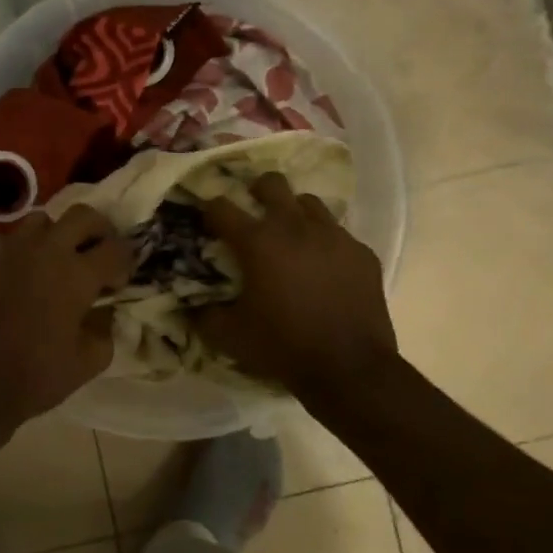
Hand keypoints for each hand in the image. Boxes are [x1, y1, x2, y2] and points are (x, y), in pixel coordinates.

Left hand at [0, 206, 133, 429]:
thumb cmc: (35, 377)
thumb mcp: (87, 362)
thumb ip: (105, 330)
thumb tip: (105, 312)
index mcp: (76, 275)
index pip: (115, 248)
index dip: (125, 262)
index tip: (119, 281)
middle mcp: (45, 252)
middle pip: (82, 215)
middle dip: (99, 230)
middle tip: (98, 253)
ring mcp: (10, 252)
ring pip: (41, 220)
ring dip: (57, 234)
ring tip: (58, 260)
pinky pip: (7, 242)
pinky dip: (21, 251)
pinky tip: (21, 275)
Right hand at [193, 173, 397, 399]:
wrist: (350, 369)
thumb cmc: (283, 347)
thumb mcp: (229, 336)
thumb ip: (203, 314)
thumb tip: (190, 304)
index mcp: (258, 242)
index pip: (221, 207)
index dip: (209, 210)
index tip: (207, 221)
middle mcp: (295, 227)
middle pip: (272, 183)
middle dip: (257, 190)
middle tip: (253, 209)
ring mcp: (334, 236)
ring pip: (310, 203)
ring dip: (294, 213)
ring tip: (291, 236)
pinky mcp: (362, 252)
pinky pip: (339, 234)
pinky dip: (325, 243)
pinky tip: (324, 267)